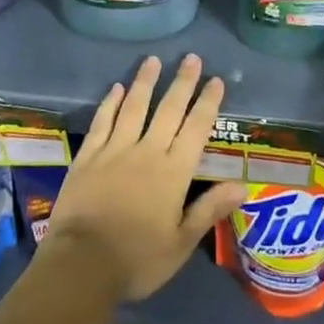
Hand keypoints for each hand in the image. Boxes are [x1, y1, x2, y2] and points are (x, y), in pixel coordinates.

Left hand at [41, 54, 247, 301]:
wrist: (81, 265)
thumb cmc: (137, 260)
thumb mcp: (181, 243)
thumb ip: (209, 210)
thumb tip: (242, 185)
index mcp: (173, 172)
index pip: (196, 129)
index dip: (207, 103)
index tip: (216, 80)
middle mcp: (147, 152)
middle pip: (168, 110)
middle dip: (182, 83)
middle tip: (191, 58)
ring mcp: (115, 150)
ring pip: (134, 107)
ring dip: (145, 82)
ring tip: (153, 60)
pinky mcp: (88, 156)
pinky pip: (102, 122)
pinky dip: (110, 103)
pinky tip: (115, 88)